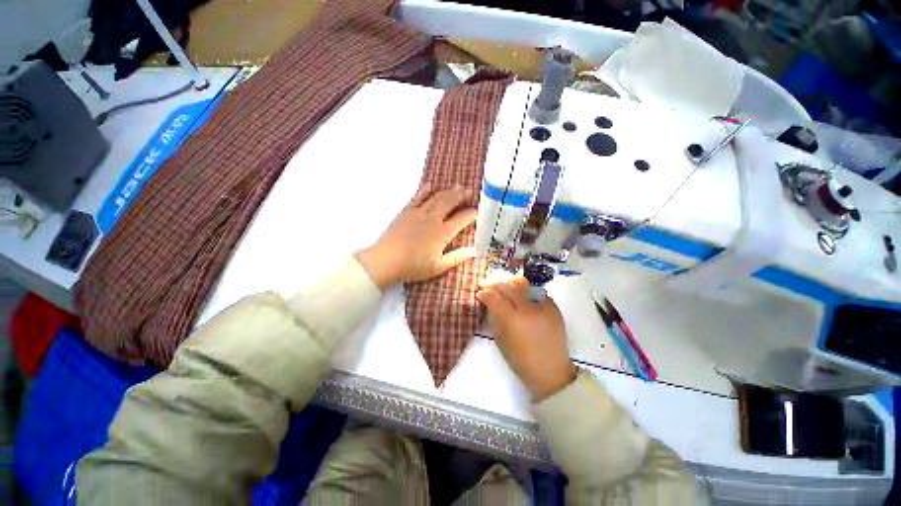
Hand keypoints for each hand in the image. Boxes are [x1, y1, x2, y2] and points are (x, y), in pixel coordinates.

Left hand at [356, 187, 476, 289]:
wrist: (386, 261)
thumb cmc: (413, 267)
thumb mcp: (438, 267)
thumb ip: (457, 257)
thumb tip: (474, 251)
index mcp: (443, 233)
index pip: (461, 219)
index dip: (471, 214)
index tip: (476, 212)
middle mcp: (433, 219)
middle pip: (450, 202)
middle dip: (461, 195)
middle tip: (469, 191)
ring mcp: (419, 213)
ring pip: (437, 197)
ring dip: (448, 191)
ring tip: (456, 187)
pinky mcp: (406, 211)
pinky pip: (418, 197)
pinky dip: (425, 190)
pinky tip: (430, 185)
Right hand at [476, 277, 576, 400]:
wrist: (551, 371)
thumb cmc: (521, 360)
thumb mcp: (501, 340)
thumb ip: (494, 317)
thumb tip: (488, 302)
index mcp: (513, 320)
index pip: (494, 297)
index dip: (485, 293)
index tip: (480, 293)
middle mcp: (528, 309)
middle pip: (509, 286)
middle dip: (496, 284)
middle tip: (489, 287)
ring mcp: (543, 306)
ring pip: (524, 284)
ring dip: (511, 285)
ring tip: (506, 289)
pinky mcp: (554, 308)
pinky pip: (537, 292)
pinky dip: (527, 293)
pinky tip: (523, 299)